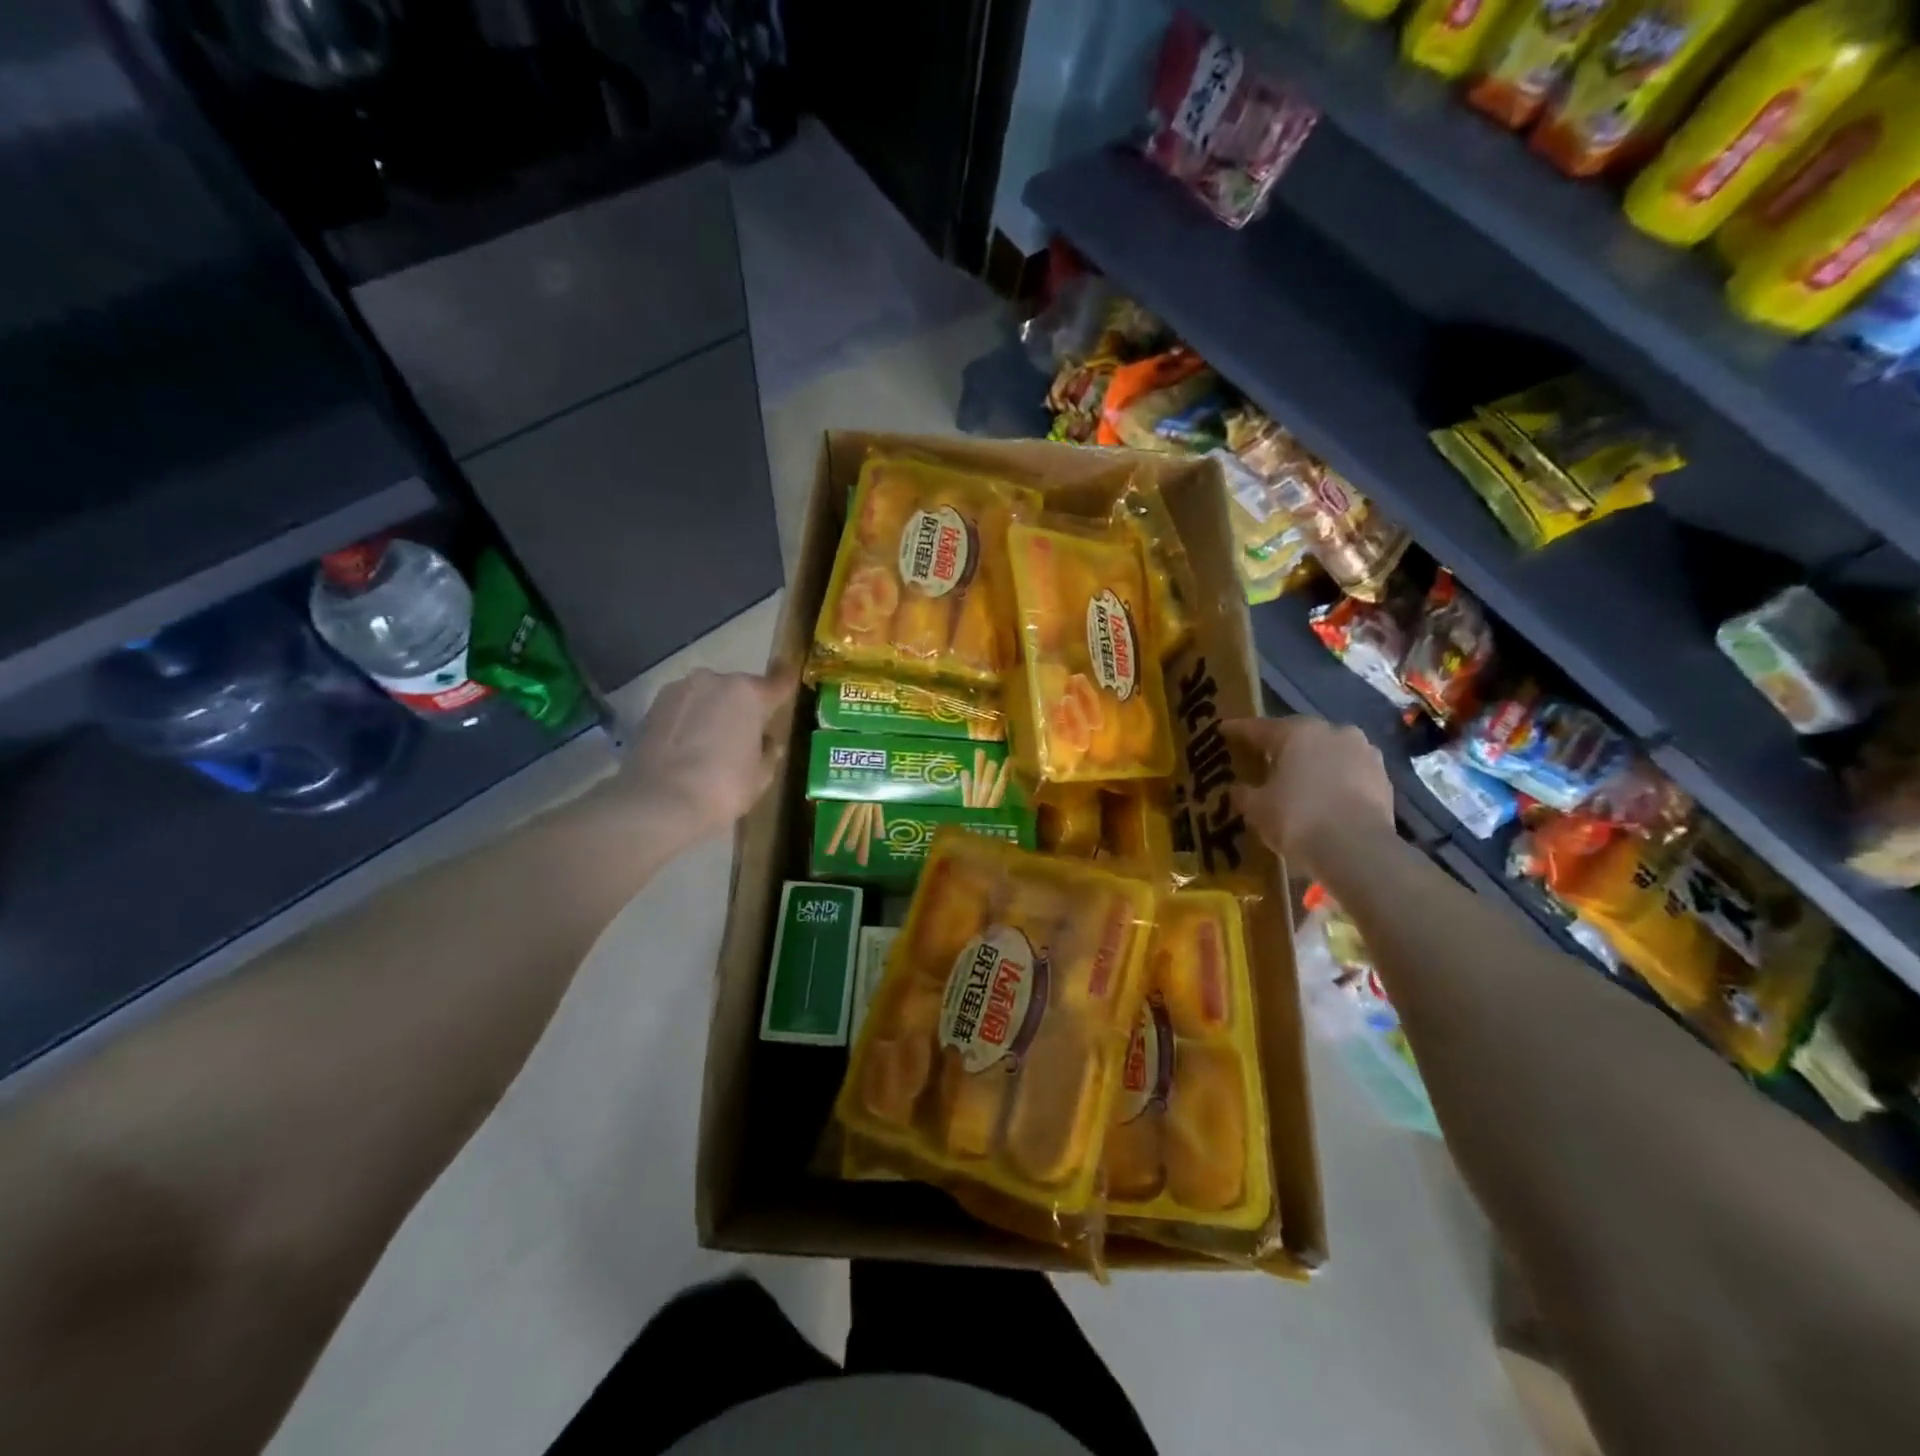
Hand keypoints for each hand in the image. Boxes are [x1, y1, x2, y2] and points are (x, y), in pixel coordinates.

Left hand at [620, 668, 796, 845]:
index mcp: (748, 693)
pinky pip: (683, 709)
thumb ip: (768, 752)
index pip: (778, 684)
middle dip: (744, 707)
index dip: (785, 690)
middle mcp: (714, 680)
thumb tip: (767, 742)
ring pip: (707, 697)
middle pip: (739, 690)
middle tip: (746, 735)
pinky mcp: (652, 706)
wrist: (658, 802)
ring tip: (712, 743)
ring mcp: (679, 690)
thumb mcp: (760, 776)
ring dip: (713, 712)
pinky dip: (689, 722)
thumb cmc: (723, 787)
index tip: (790, 692)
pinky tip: (688, 748)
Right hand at [1223, 715, 1393, 876]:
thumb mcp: (1257, 808)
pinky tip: (1323, 798)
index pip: (1259, 727)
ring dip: (1312, 763)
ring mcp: (1364, 753)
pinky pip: (1348, 774)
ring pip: (1328, 753)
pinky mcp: (1383, 779)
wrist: (1358, 851)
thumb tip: (1237, 789)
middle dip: (1280, 747)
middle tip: (1262, 758)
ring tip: (1297, 780)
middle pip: (1298, 736)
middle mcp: (1333, 732)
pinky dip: (1334, 781)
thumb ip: (1243, 794)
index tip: (1223, 730)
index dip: (1238, 730)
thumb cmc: (1297, 819)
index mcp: (1298, 732)